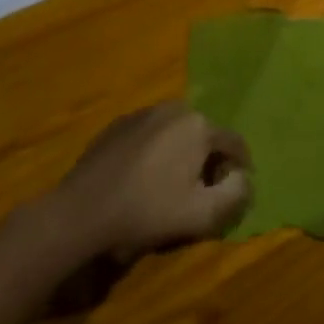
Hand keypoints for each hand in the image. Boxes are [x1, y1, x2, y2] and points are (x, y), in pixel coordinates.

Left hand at [57, 102, 251, 258]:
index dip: (239, 169)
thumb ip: (236, 194)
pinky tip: (143, 180)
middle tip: (200, 192)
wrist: (80, 213)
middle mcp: (174, 108)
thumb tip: (243, 178)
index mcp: (199, 125)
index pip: (235, 144)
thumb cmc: (147, 212)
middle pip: (205, 135)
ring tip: (170, 186)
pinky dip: (155, 153)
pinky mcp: (116, 125)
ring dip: (181, 155)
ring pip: (177, 133)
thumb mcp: (202, 214)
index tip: (232, 192)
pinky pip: (150, 136)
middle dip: (208, 161)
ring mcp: (142, 114)